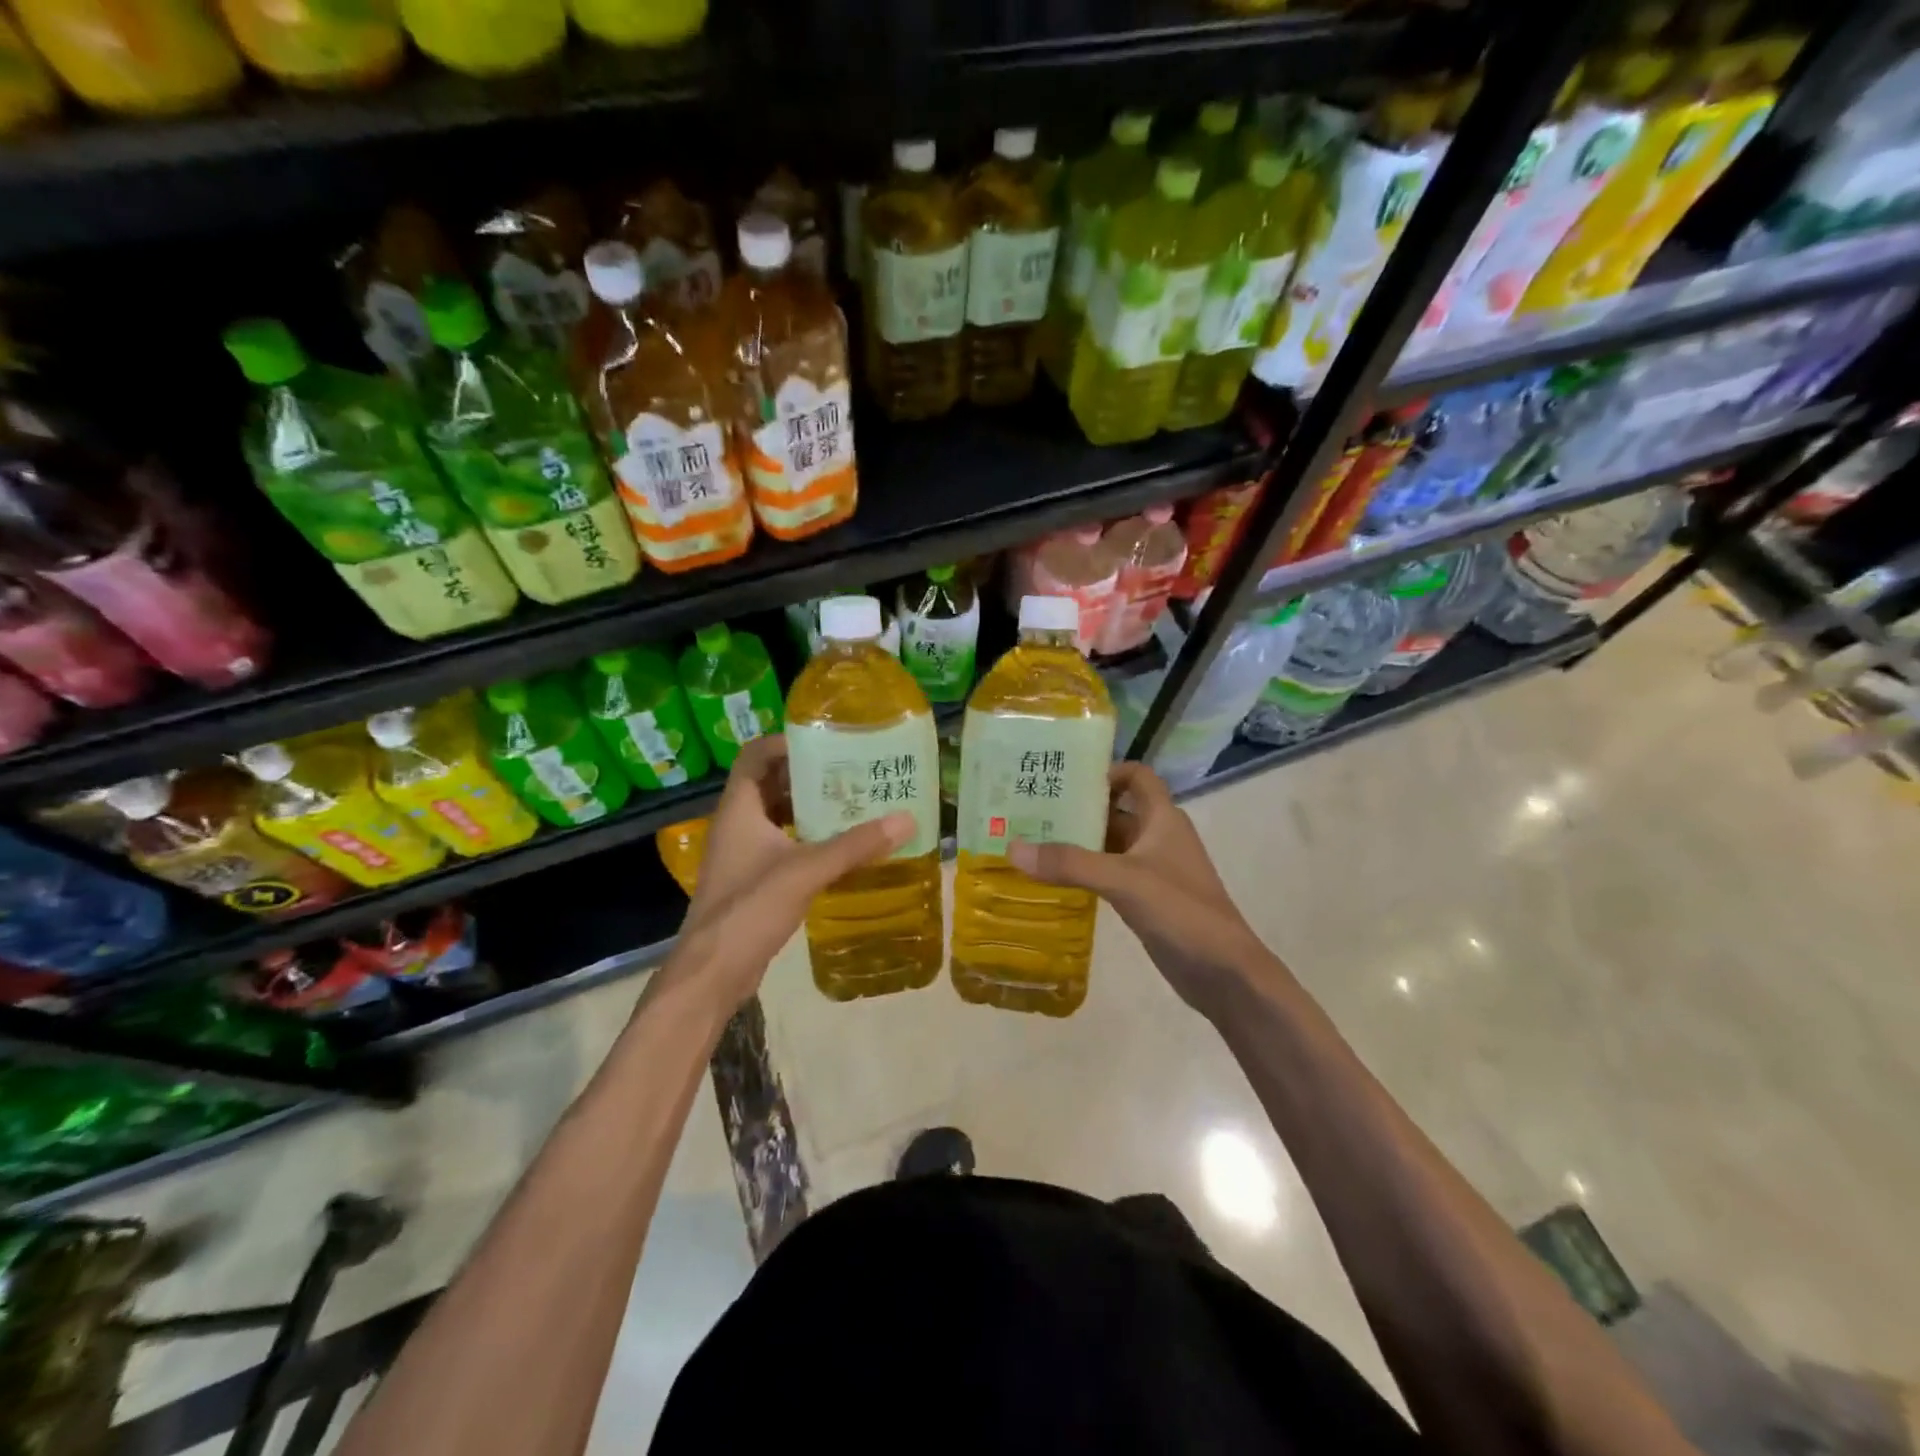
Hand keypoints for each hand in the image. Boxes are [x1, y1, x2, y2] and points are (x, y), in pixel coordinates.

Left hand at [666, 736, 913, 1016]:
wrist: (712, 973)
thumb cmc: (750, 909)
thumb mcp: (806, 871)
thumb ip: (855, 846)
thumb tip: (906, 820)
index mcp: (740, 809)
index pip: (756, 755)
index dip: (787, 742)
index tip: (827, 742)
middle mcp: (738, 824)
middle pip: (771, 783)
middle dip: (809, 775)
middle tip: (852, 771)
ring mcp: (743, 854)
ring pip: (778, 816)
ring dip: (810, 808)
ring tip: (853, 803)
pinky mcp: (752, 880)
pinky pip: (783, 845)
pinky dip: (808, 839)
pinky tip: (840, 848)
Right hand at [1008, 763, 1274, 1014]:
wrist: (1224, 972)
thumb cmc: (1181, 911)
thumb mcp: (1123, 880)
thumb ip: (1070, 863)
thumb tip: (1013, 847)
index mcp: (1162, 818)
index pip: (1136, 776)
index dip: (1105, 771)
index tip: (1064, 779)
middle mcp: (1158, 837)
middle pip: (1115, 810)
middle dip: (1077, 809)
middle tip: (1030, 810)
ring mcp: (1152, 870)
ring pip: (1109, 844)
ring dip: (1077, 842)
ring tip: (1031, 841)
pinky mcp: (1146, 899)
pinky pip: (1109, 874)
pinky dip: (1084, 871)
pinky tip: (1053, 879)